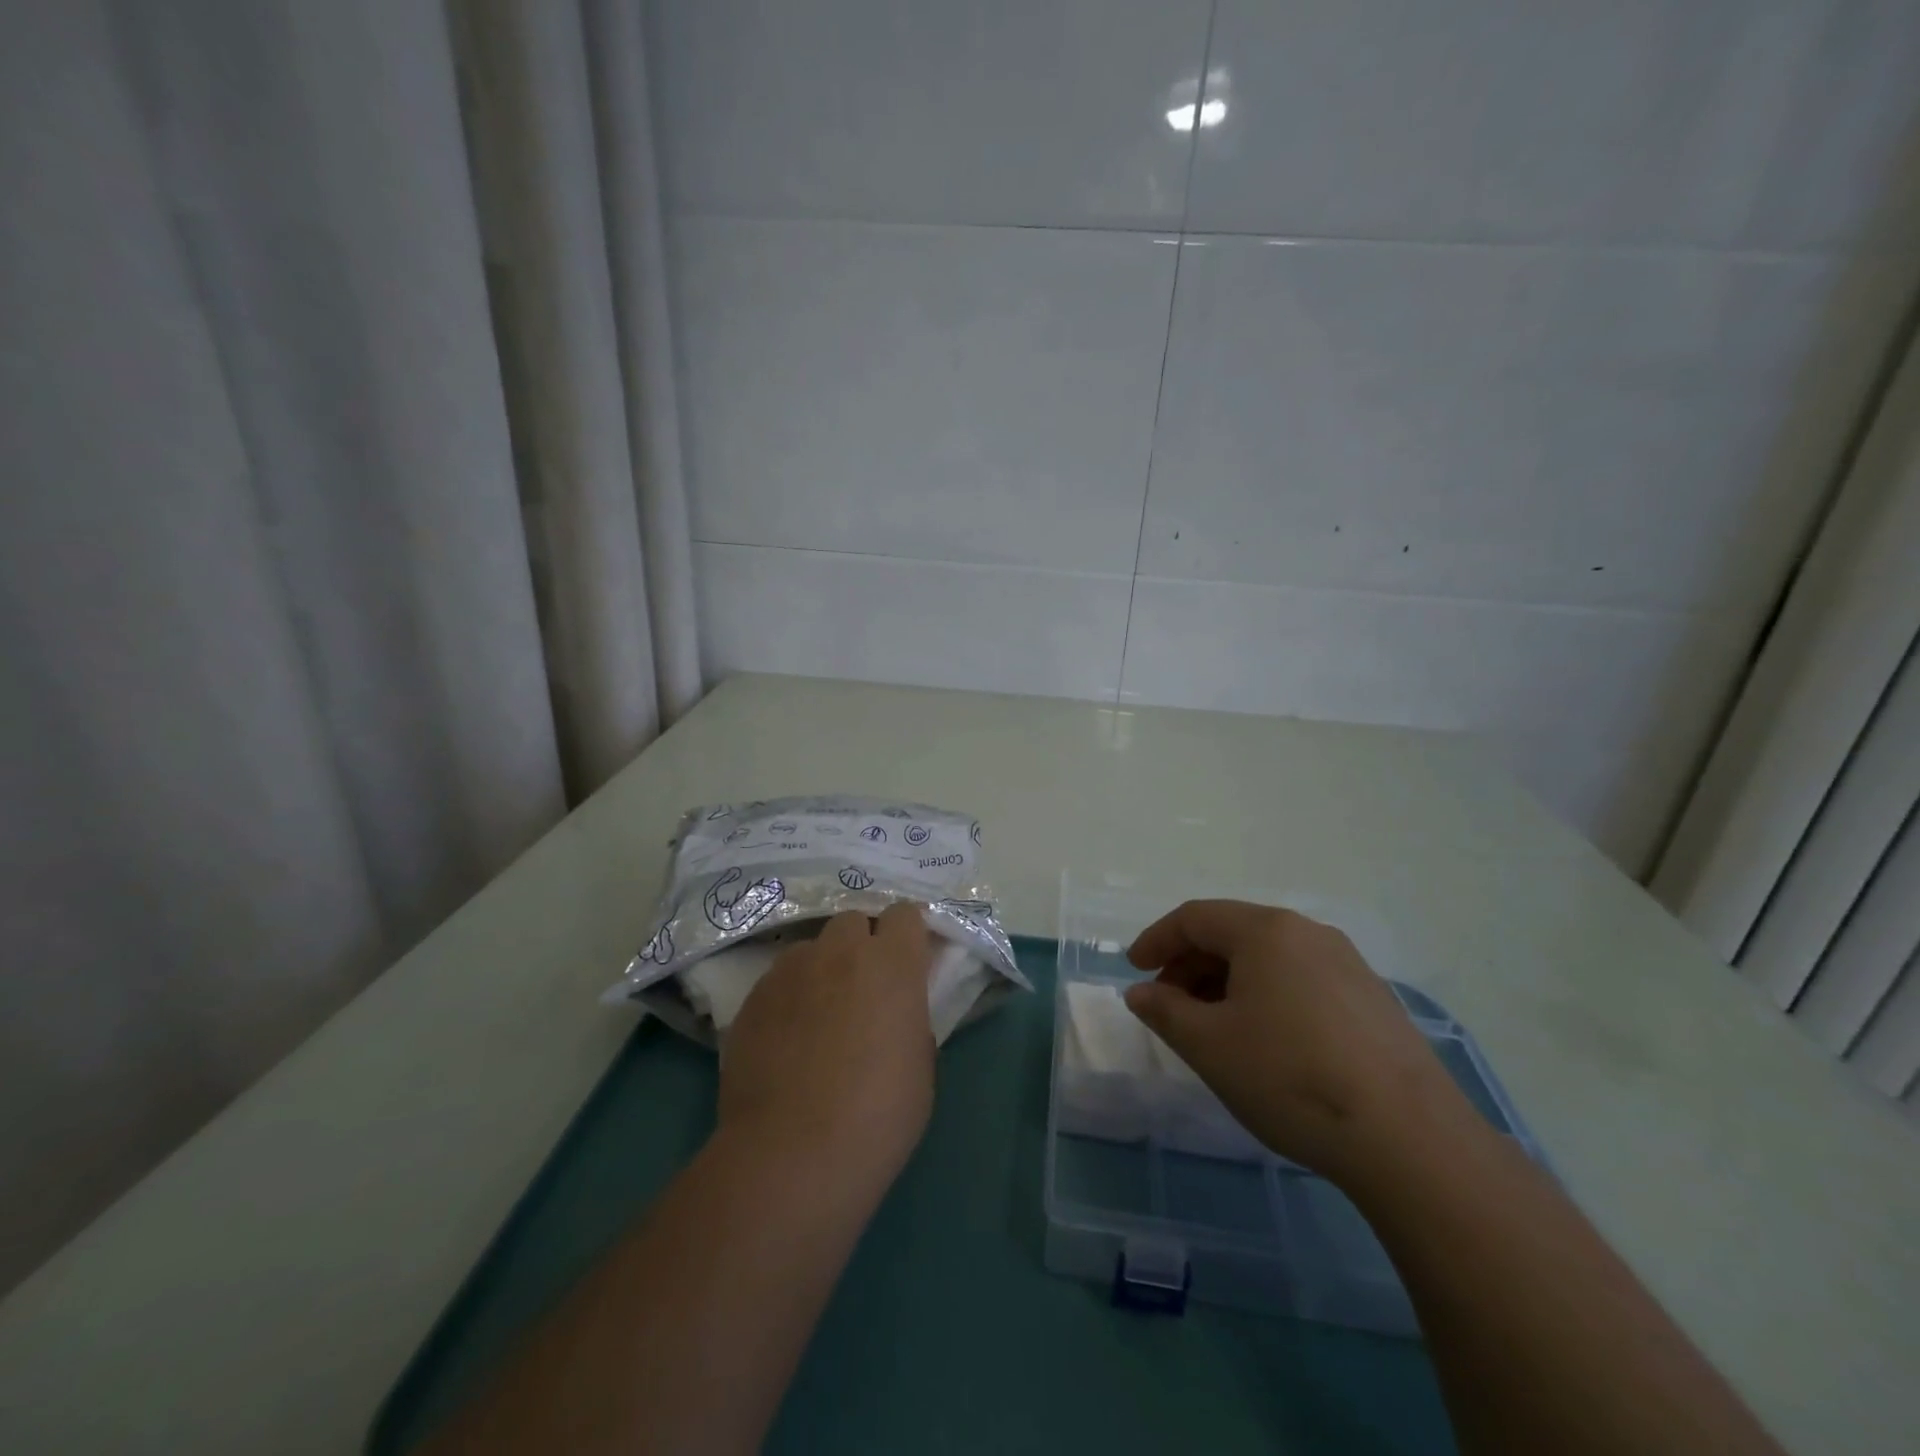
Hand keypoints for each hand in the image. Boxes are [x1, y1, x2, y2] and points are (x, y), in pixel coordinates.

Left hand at [719, 904, 936, 1195]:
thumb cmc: (877, 1115)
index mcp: (891, 964)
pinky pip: (778, 981)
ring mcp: (790, 971)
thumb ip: (911, 1016)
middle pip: (853, 921)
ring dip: (822, 968)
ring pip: (811, 949)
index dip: (907, 934)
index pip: (905, 914)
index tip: (909, 960)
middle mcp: (840, 952)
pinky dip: (788, 997)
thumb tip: (898, 1008)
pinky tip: (786, 1039)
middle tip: (864, 987)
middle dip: (861, 944)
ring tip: (818, 1013)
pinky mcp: (752, 997)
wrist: (793, 1155)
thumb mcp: (920, 1064)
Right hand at [1124, 899, 1478, 1185]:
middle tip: (1169, 1004)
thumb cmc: (1289, 1076)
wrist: (1409, 1139)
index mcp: (1265, 931)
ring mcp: (1347, 965)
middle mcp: (1308, 933)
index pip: (1194, 918)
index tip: (1134, 969)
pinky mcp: (1372, 1000)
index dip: (1156, 940)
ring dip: (1227, 982)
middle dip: (1190, 964)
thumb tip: (1140, 992)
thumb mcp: (1208, 1045)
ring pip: (1268, 959)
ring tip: (1213, 1026)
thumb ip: (1164, 1010)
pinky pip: (1301, 980)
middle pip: (1232, 933)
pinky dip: (1266, 996)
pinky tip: (1265, 1040)